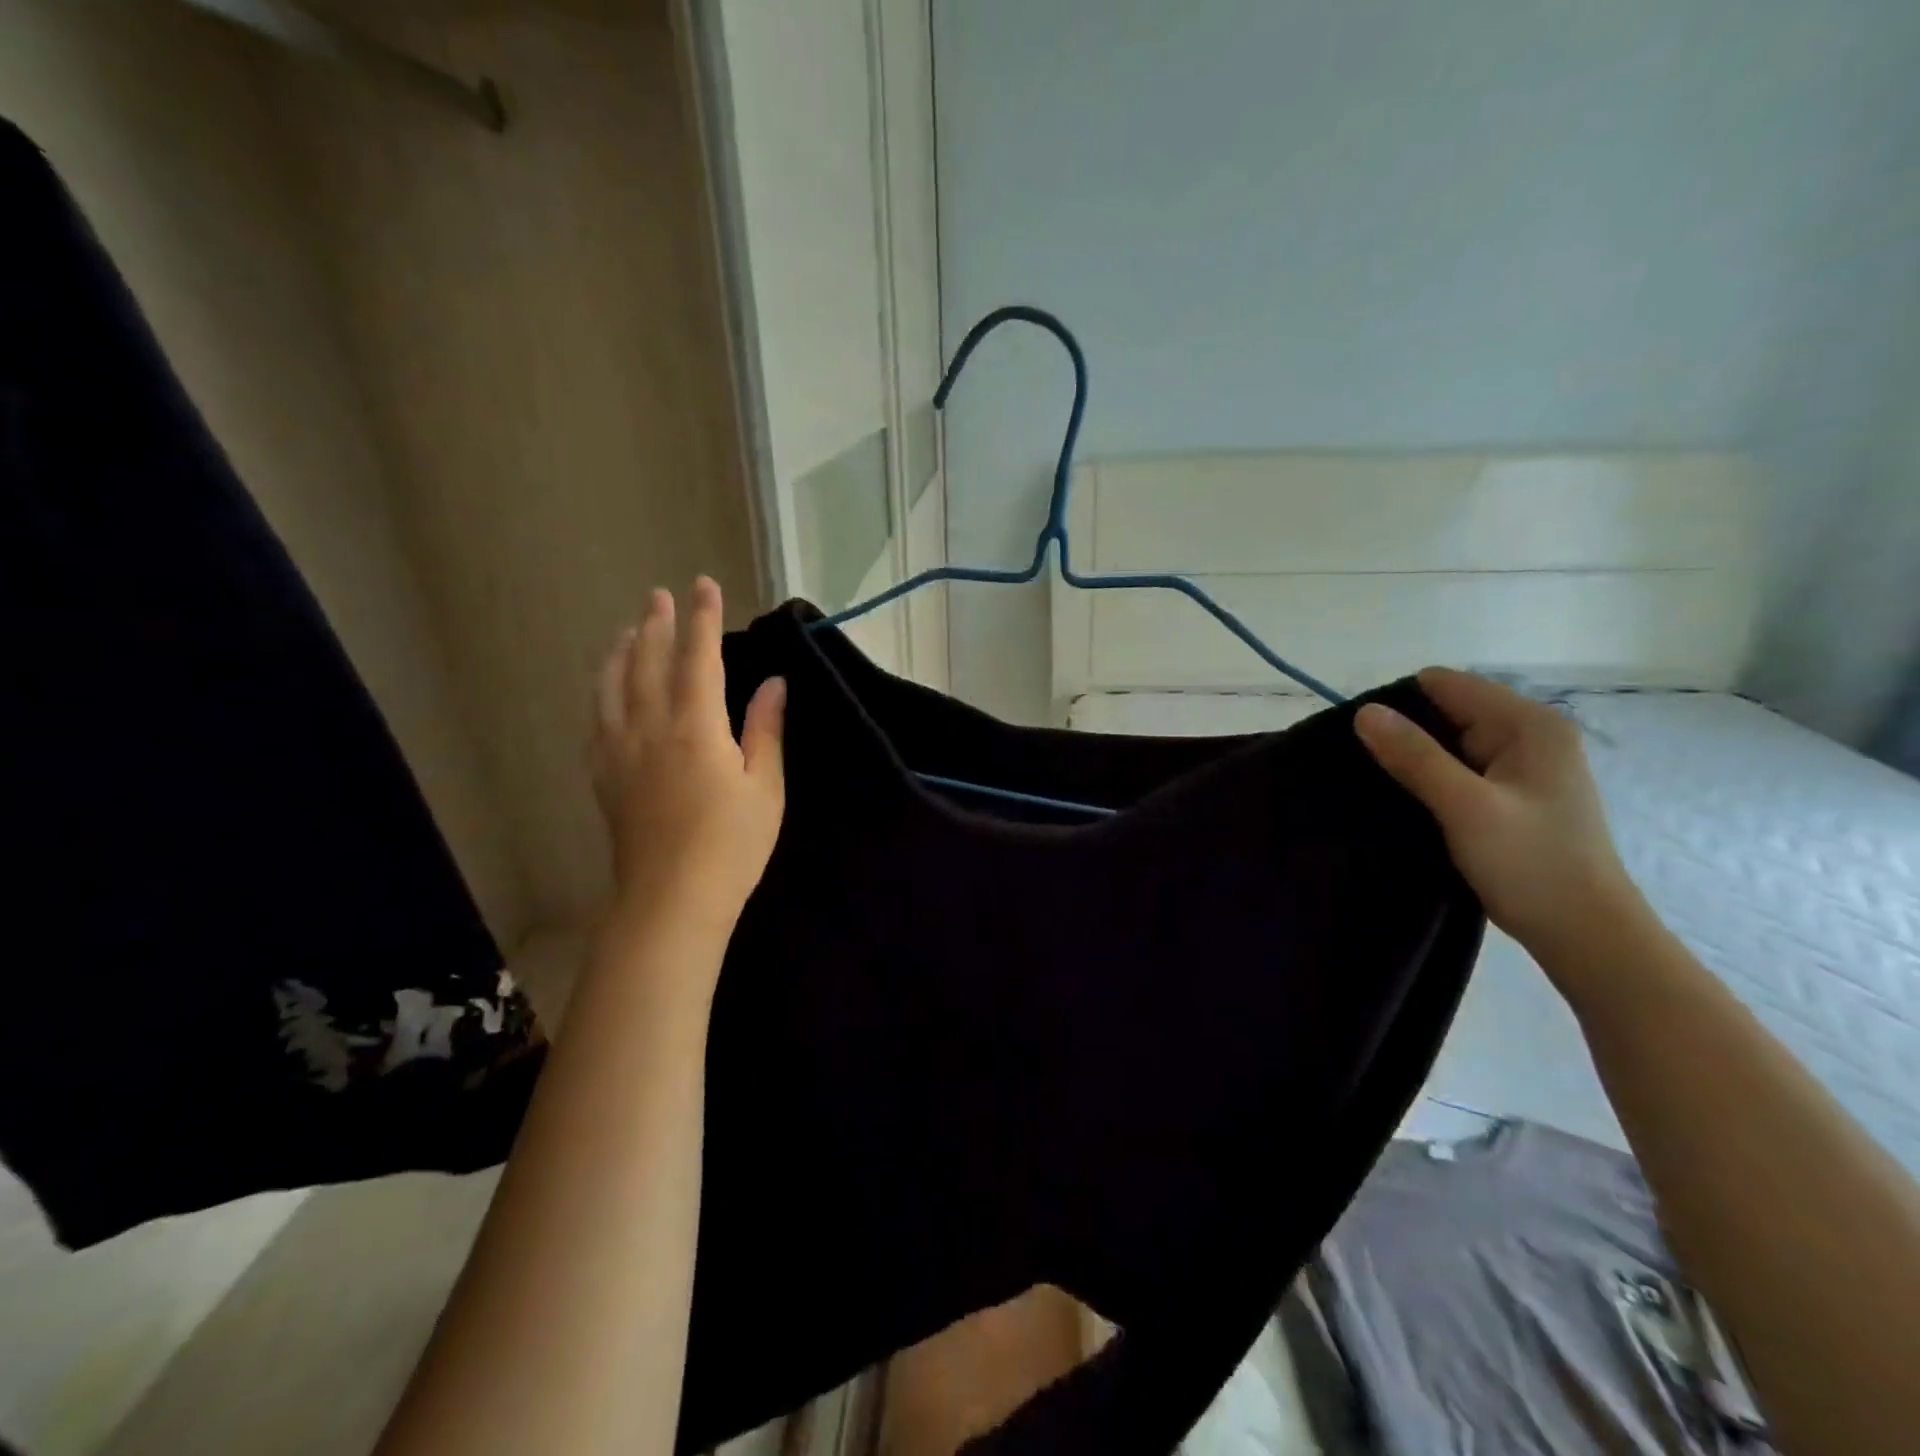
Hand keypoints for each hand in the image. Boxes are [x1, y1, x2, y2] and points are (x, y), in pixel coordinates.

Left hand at [590, 578, 785, 946]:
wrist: (671, 900)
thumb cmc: (731, 845)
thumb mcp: (765, 787)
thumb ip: (765, 729)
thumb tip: (773, 682)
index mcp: (695, 727)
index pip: (698, 658)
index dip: (702, 619)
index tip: (703, 585)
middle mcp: (650, 728)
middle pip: (647, 662)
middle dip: (655, 624)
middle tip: (657, 595)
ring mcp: (619, 752)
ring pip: (612, 687)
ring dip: (620, 652)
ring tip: (625, 630)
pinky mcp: (604, 777)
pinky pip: (597, 720)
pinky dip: (602, 692)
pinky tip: (605, 690)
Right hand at [1354, 668, 1646, 963]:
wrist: (1586, 936)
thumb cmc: (1531, 866)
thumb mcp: (1465, 807)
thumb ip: (1414, 756)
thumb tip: (1364, 711)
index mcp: (1527, 724)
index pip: (1445, 684)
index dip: (1399, 705)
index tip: (1363, 741)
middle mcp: (1529, 735)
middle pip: (1446, 711)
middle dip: (1404, 733)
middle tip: (1369, 771)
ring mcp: (1523, 766)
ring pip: (1448, 743)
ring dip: (1414, 760)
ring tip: (1381, 788)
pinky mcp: (1512, 794)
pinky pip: (1458, 769)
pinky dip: (1431, 780)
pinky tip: (1410, 803)